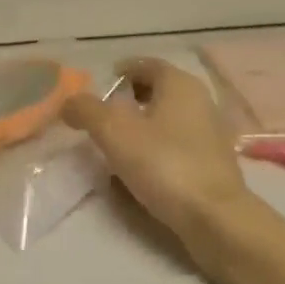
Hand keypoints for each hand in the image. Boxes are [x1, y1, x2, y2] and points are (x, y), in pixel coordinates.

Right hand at [62, 57, 250, 239]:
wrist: (215, 219)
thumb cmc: (164, 164)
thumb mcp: (114, 133)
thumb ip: (86, 110)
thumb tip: (69, 102)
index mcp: (179, 83)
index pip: (146, 64)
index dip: (120, 72)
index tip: (100, 88)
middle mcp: (200, 100)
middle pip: (158, 90)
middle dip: (130, 99)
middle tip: (104, 116)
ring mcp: (211, 132)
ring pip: (169, 118)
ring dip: (144, 125)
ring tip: (118, 145)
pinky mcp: (215, 162)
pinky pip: (178, 143)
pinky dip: (159, 146)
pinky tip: (143, 168)